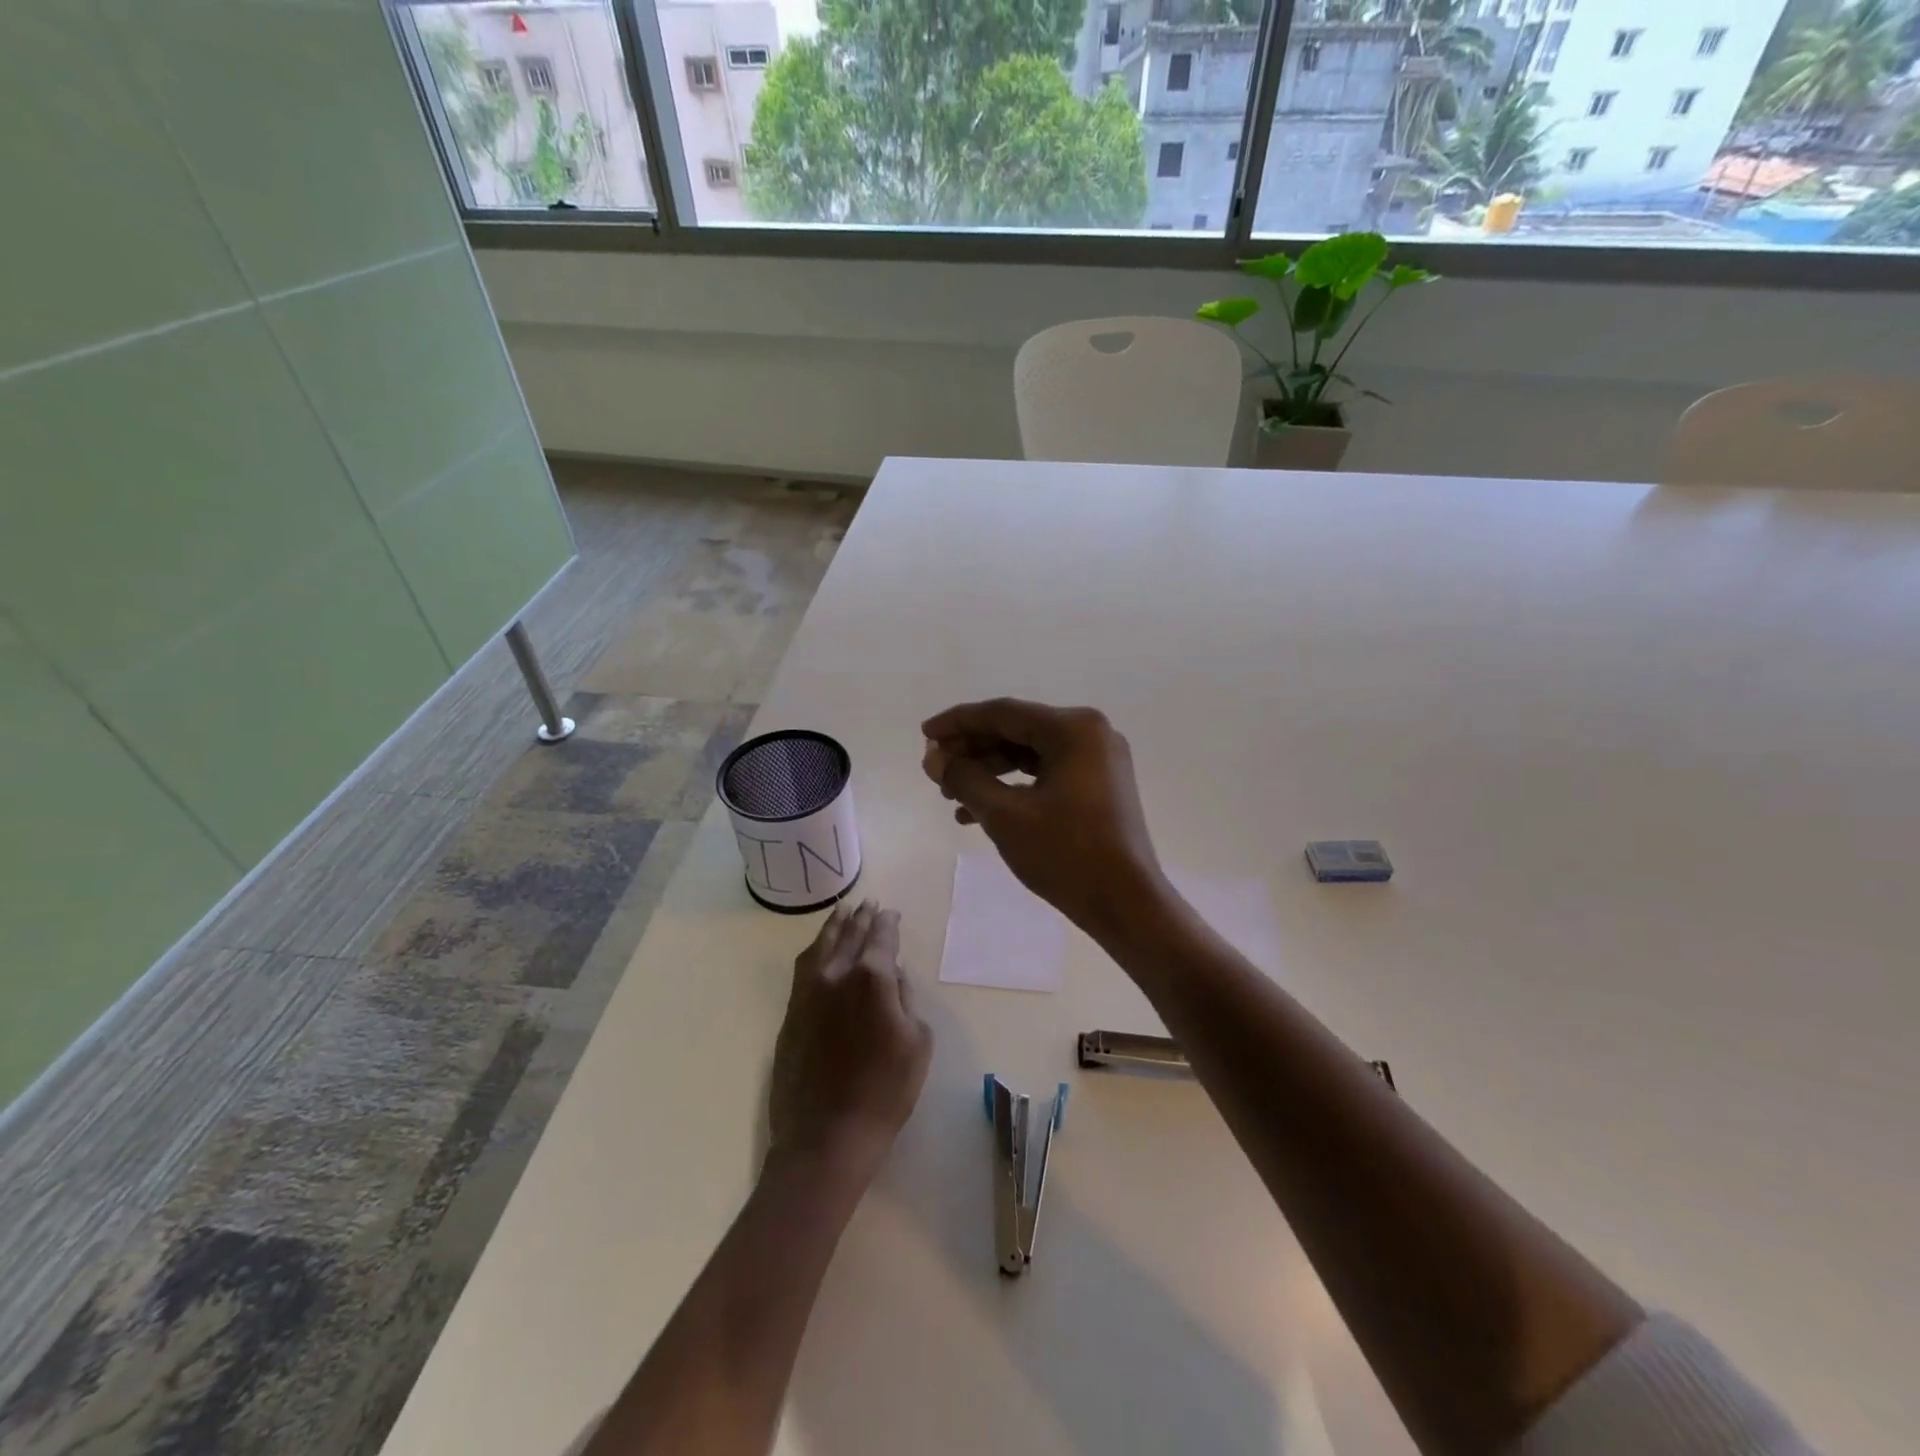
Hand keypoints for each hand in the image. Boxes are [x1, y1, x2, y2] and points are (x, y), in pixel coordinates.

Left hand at [768, 900, 932, 1186]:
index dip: (887, 924)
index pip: (880, 938)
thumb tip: (892, 978)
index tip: (891, 914)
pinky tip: (819, 950)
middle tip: (869, 904)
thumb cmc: (884, 1092)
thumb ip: (905, 1001)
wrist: (825, 1136)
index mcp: (871, 978)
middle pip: (849, 935)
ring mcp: (807, 993)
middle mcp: (835, 975)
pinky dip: (814, 951)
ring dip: (834, 927)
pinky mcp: (790, 1013)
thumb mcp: (917, 1043)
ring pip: (820, 946)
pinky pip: (803, 969)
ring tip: (842, 912)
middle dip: (861, 918)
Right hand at [921, 699, 1166, 934]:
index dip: (958, 722)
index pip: (1003, 713)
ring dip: (989, 770)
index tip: (925, 734)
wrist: (1126, 904)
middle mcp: (1090, 733)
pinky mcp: (1100, 785)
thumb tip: (933, 757)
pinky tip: (979, 812)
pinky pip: (1047, 774)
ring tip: (951, 795)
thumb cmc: (1066, 854)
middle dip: (972, 750)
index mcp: (1073, 729)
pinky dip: (1014, 787)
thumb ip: (964, 778)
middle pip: (1017, 730)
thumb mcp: (1004, 815)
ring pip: (1030, 754)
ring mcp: (1099, 760)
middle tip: (936, 769)